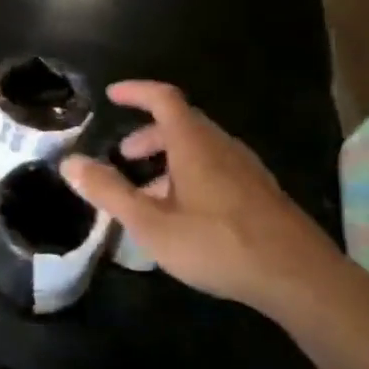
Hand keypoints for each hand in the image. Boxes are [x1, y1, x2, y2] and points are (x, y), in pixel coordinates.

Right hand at [61, 81, 352, 321]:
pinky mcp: (261, 192)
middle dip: (149, 134)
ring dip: (169, 158)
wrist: (298, 277)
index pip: (163, 98)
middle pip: (181, 123)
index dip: (136, 91)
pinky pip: (217, 168)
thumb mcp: (151, 223)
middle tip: (124, 155)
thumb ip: (109, 191)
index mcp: (194, 143)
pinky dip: (190, 174)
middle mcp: (222, 146)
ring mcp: (246, 168)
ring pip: (200, 148)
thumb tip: (69, 162)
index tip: (113, 95)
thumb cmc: (217, 244)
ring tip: (148, 194)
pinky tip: (185, 215)